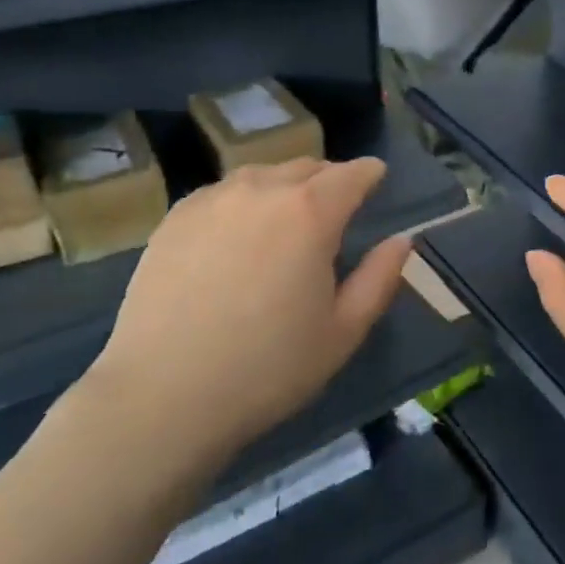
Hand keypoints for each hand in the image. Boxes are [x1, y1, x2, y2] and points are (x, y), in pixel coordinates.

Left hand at [80, 158, 411, 486]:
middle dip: (329, 179)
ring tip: (286, 218)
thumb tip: (401, 241)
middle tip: (335, 207)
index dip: (369, 174)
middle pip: (306, 166)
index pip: (351, 174)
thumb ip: (380, 278)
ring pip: (262, 175)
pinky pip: (223, 192)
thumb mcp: (343, 332)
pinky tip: (238, 233)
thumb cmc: (268, 368)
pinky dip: (243, 200)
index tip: (376, 179)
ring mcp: (212, 200)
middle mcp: (262, 190)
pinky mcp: (175, 218)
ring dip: (284, 186)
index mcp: (310, 212)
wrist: (163, 397)